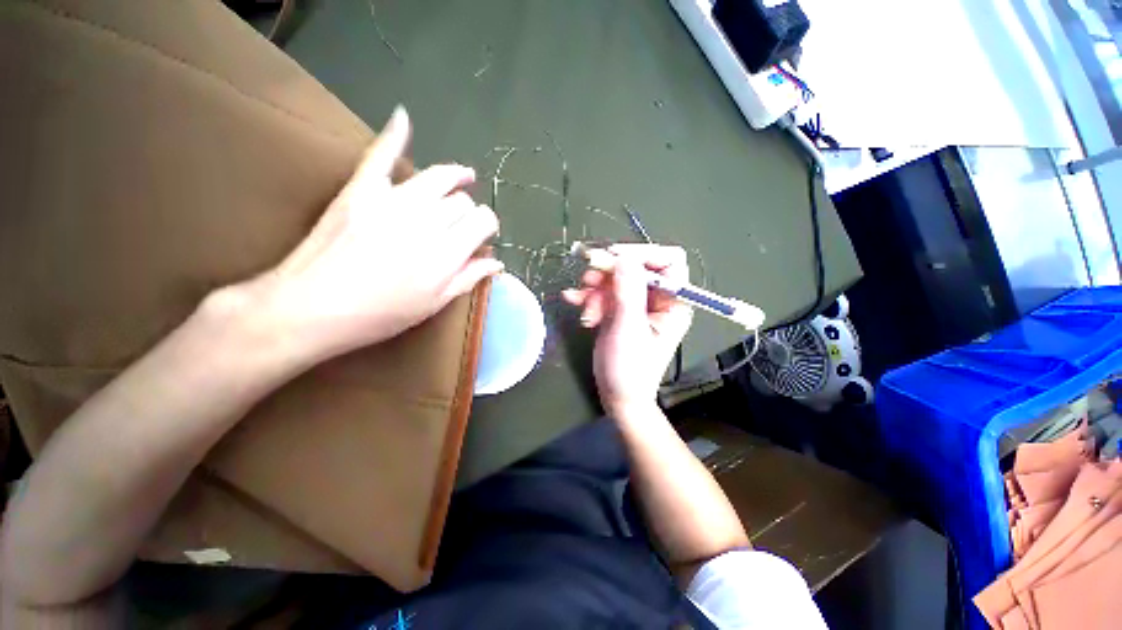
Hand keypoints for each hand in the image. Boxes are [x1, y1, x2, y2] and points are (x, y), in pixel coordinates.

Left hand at [232, 106, 501, 363]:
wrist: (311, 308)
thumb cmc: (380, 315)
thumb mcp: (433, 304)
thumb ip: (468, 278)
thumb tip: (496, 262)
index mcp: (446, 253)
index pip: (482, 221)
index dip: (487, 225)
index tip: (483, 234)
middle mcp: (426, 222)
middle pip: (461, 201)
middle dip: (469, 211)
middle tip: (462, 225)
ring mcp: (392, 201)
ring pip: (437, 177)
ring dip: (454, 176)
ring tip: (463, 176)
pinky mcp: (360, 190)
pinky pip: (381, 155)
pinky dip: (394, 135)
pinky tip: (404, 118)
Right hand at [562, 245, 692, 418]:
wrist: (617, 396)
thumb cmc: (630, 369)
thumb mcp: (629, 330)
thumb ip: (628, 293)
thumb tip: (625, 258)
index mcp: (673, 303)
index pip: (669, 262)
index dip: (644, 254)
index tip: (615, 257)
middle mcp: (656, 299)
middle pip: (636, 267)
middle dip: (610, 271)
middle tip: (588, 277)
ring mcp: (635, 304)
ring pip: (615, 278)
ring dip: (595, 286)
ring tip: (583, 302)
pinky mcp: (618, 310)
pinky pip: (603, 292)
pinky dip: (587, 295)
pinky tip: (573, 301)